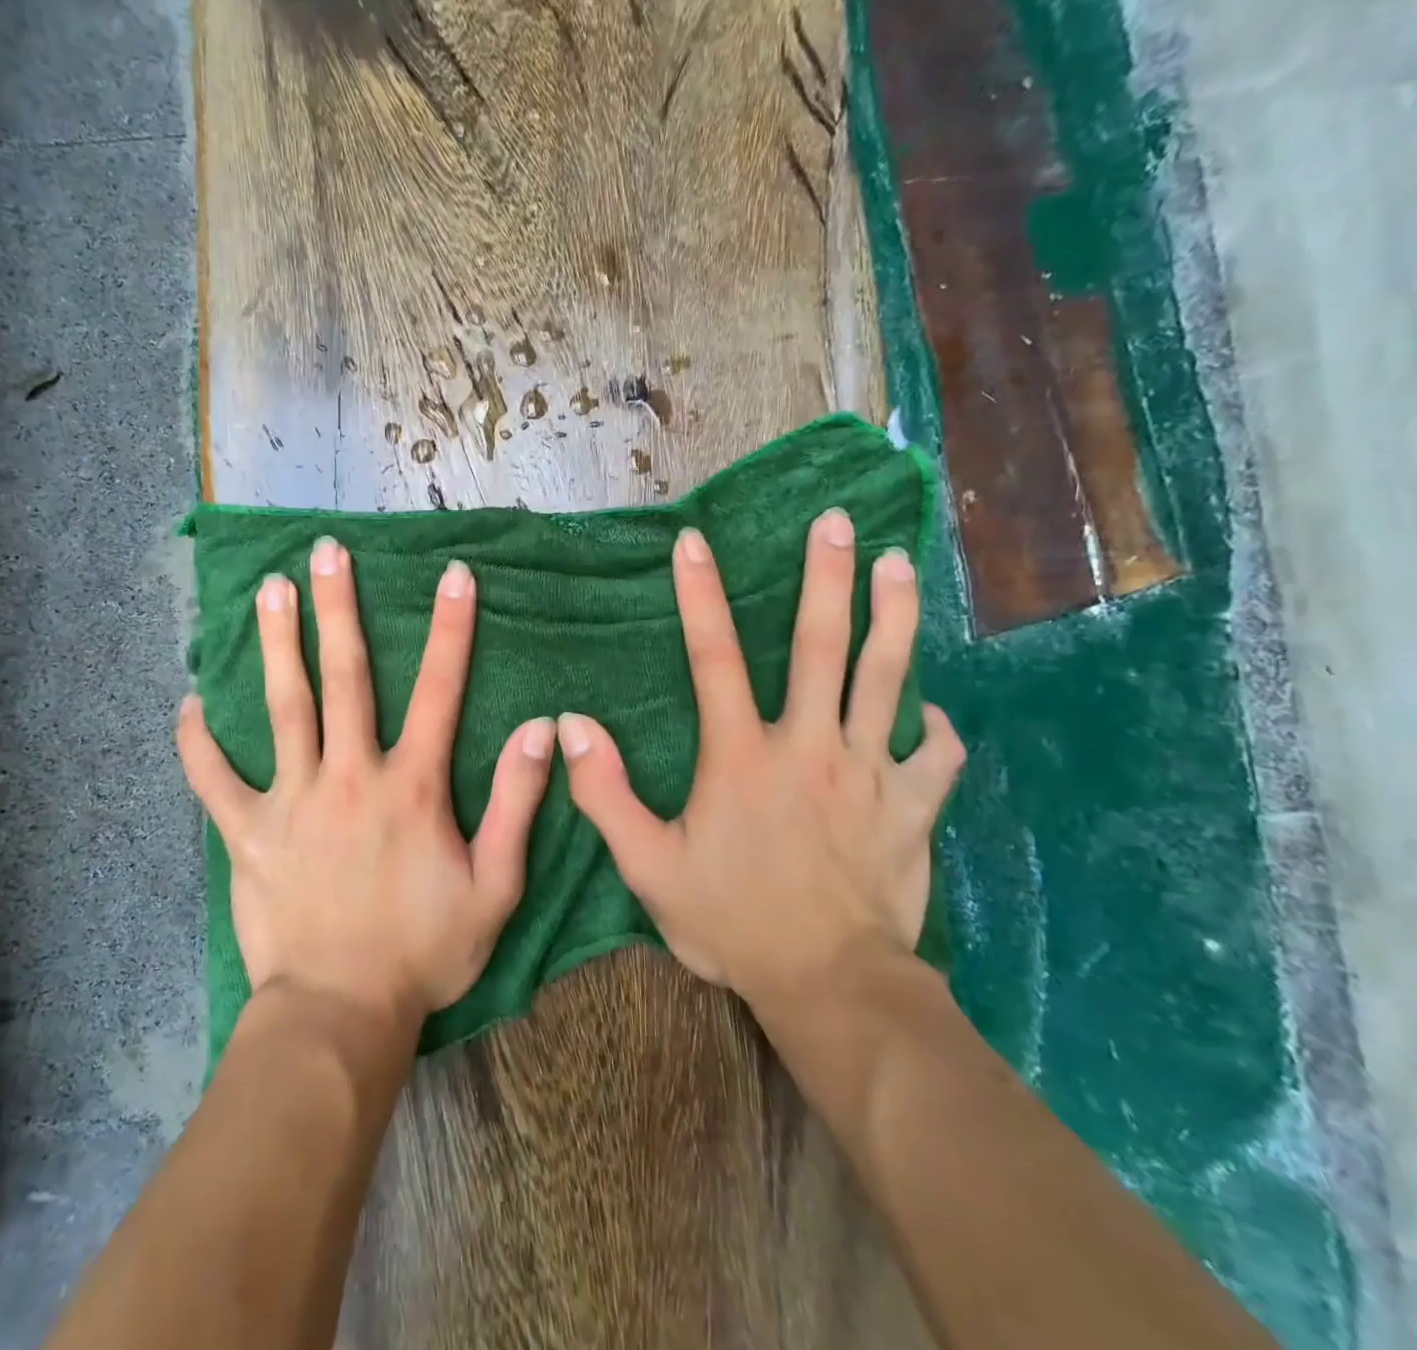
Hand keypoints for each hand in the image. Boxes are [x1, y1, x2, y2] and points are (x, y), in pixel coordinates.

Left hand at [178, 537, 555, 1029]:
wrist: (342, 1013)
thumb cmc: (425, 951)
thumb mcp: (495, 887)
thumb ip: (517, 805)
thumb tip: (539, 731)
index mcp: (411, 787)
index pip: (439, 691)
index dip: (450, 629)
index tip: (453, 574)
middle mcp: (350, 776)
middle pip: (344, 677)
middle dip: (339, 609)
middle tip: (327, 552)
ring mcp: (292, 801)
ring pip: (283, 708)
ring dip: (277, 645)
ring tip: (268, 590)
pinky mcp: (247, 833)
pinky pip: (214, 780)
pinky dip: (198, 743)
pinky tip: (187, 703)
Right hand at [555, 508, 963, 1022]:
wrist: (830, 985)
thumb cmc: (732, 921)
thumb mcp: (647, 865)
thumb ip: (605, 794)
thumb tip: (569, 727)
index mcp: (741, 755)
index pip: (714, 657)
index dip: (700, 595)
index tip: (694, 542)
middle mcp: (809, 746)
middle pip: (821, 646)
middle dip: (827, 578)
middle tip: (839, 522)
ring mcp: (870, 773)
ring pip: (888, 679)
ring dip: (894, 617)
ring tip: (901, 565)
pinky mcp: (913, 807)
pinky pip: (936, 756)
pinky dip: (938, 729)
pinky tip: (935, 712)